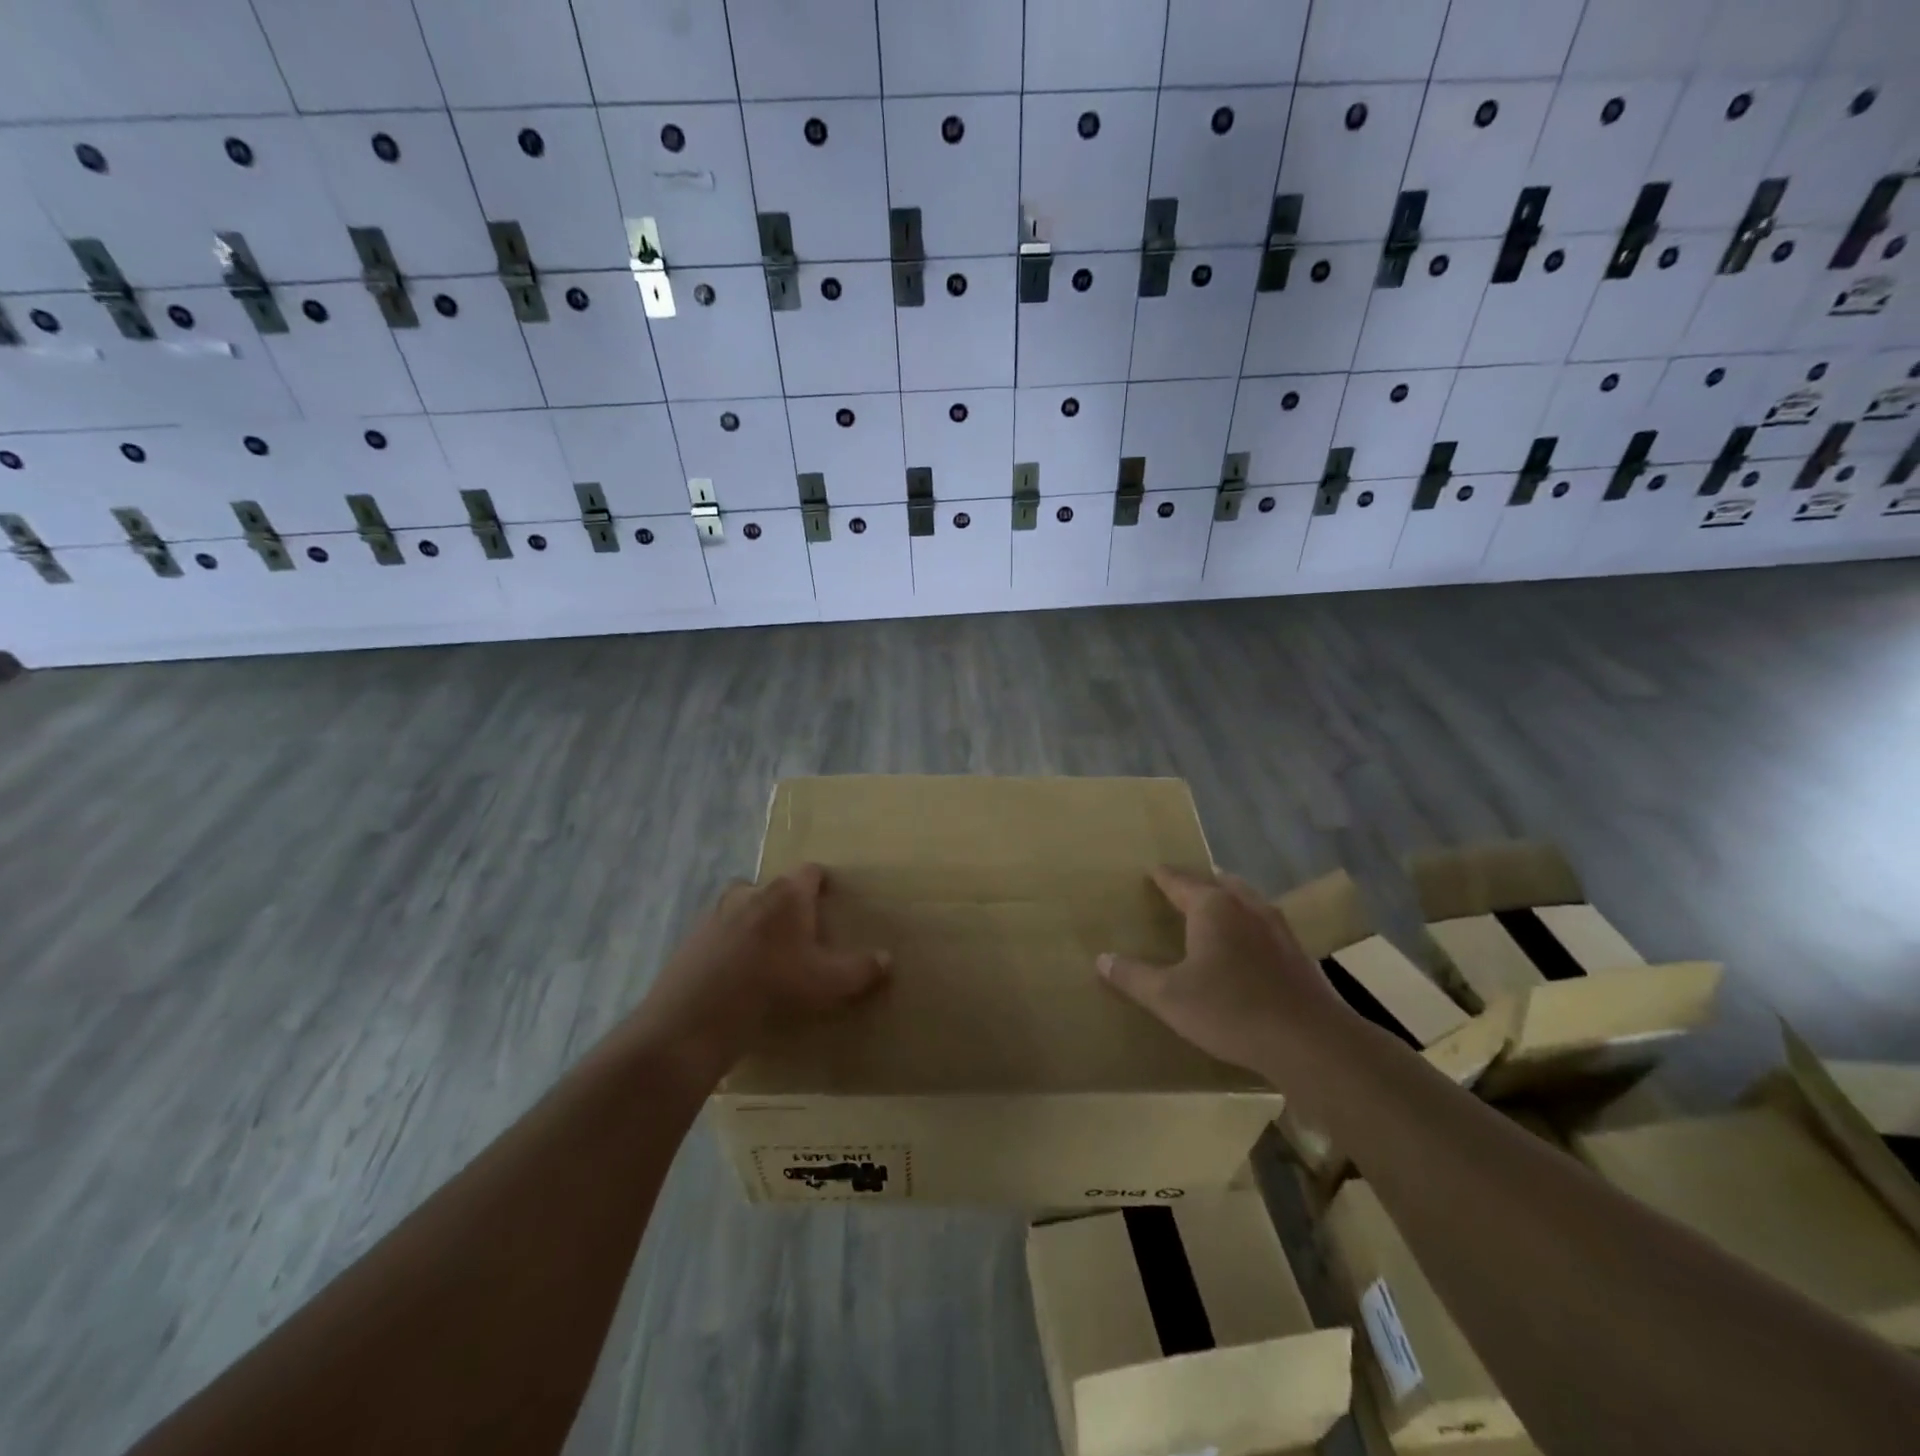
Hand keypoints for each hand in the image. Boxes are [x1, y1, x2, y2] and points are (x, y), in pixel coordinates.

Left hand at [631, 864, 890, 1080]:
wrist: (699, 1011)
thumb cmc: (773, 985)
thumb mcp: (826, 982)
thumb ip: (860, 969)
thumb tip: (888, 959)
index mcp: (788, 894)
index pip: (810, 871)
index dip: (821, 882)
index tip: (828, 897)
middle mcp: (753, 891)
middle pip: (774, 886)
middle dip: (785, 902)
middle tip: (797, 930)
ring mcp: (717, 911)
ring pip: (742, 904)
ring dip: (753, 918)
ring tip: (763, 949)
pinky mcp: (693, 935)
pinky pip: (718, 930)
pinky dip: (727, 941)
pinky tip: (733, 970)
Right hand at [1099, 866, 1348, 1078]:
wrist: (1311, 1042)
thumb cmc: (1231, 1010)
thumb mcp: (1169, 998)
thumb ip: (1133, 976)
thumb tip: (1102, 958)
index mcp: (1212, 907)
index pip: (1180, 880)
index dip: (1162, 876)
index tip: (1151, 870)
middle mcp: (1246, 906)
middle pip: (1218, 882)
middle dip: (1198, 882)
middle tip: (1180, 887)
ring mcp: (1278, 928)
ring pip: (1246, 900)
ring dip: (1227, 899)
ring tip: (1213, 908)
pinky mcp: (1298, 954)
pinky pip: (1264, 924)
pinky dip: (1248, 924)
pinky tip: (1246, 946)